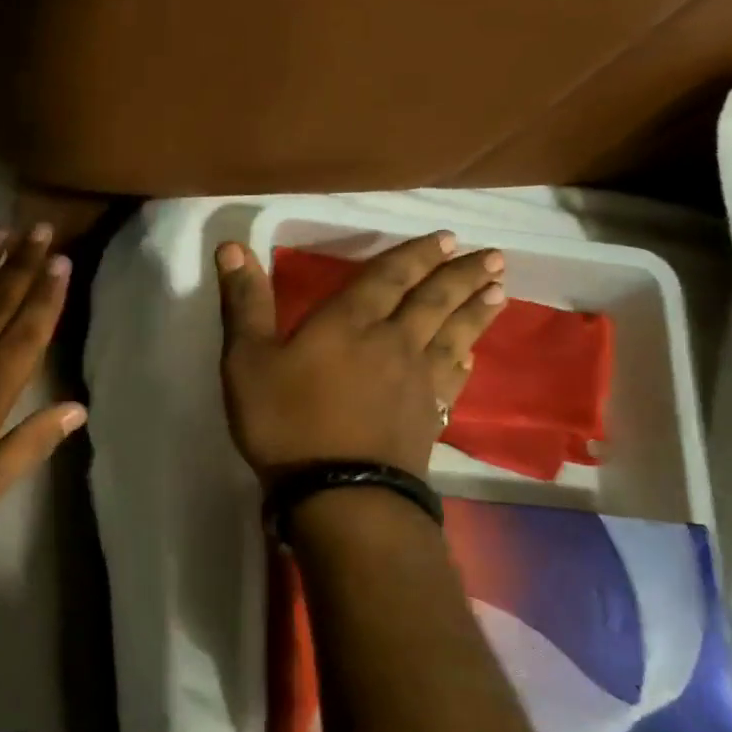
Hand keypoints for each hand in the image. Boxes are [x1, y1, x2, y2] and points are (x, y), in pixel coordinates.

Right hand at [215, 232, 505, 480]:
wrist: (339, 493)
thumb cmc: (285, 421)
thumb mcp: (247, 359)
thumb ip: (245, 302)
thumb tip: (231, 246)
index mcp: (349, 323)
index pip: (389, 278)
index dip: (417, 255)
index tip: (448, 238)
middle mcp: (392, 343)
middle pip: (434, 301)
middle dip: (460, 276)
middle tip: (491, 256)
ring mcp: (416, 382)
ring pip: (453, 336)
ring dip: (476, 311)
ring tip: (500, 290)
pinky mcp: (428, 418)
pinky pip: (453, 380)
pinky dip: (464, 362)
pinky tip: (470, 357)